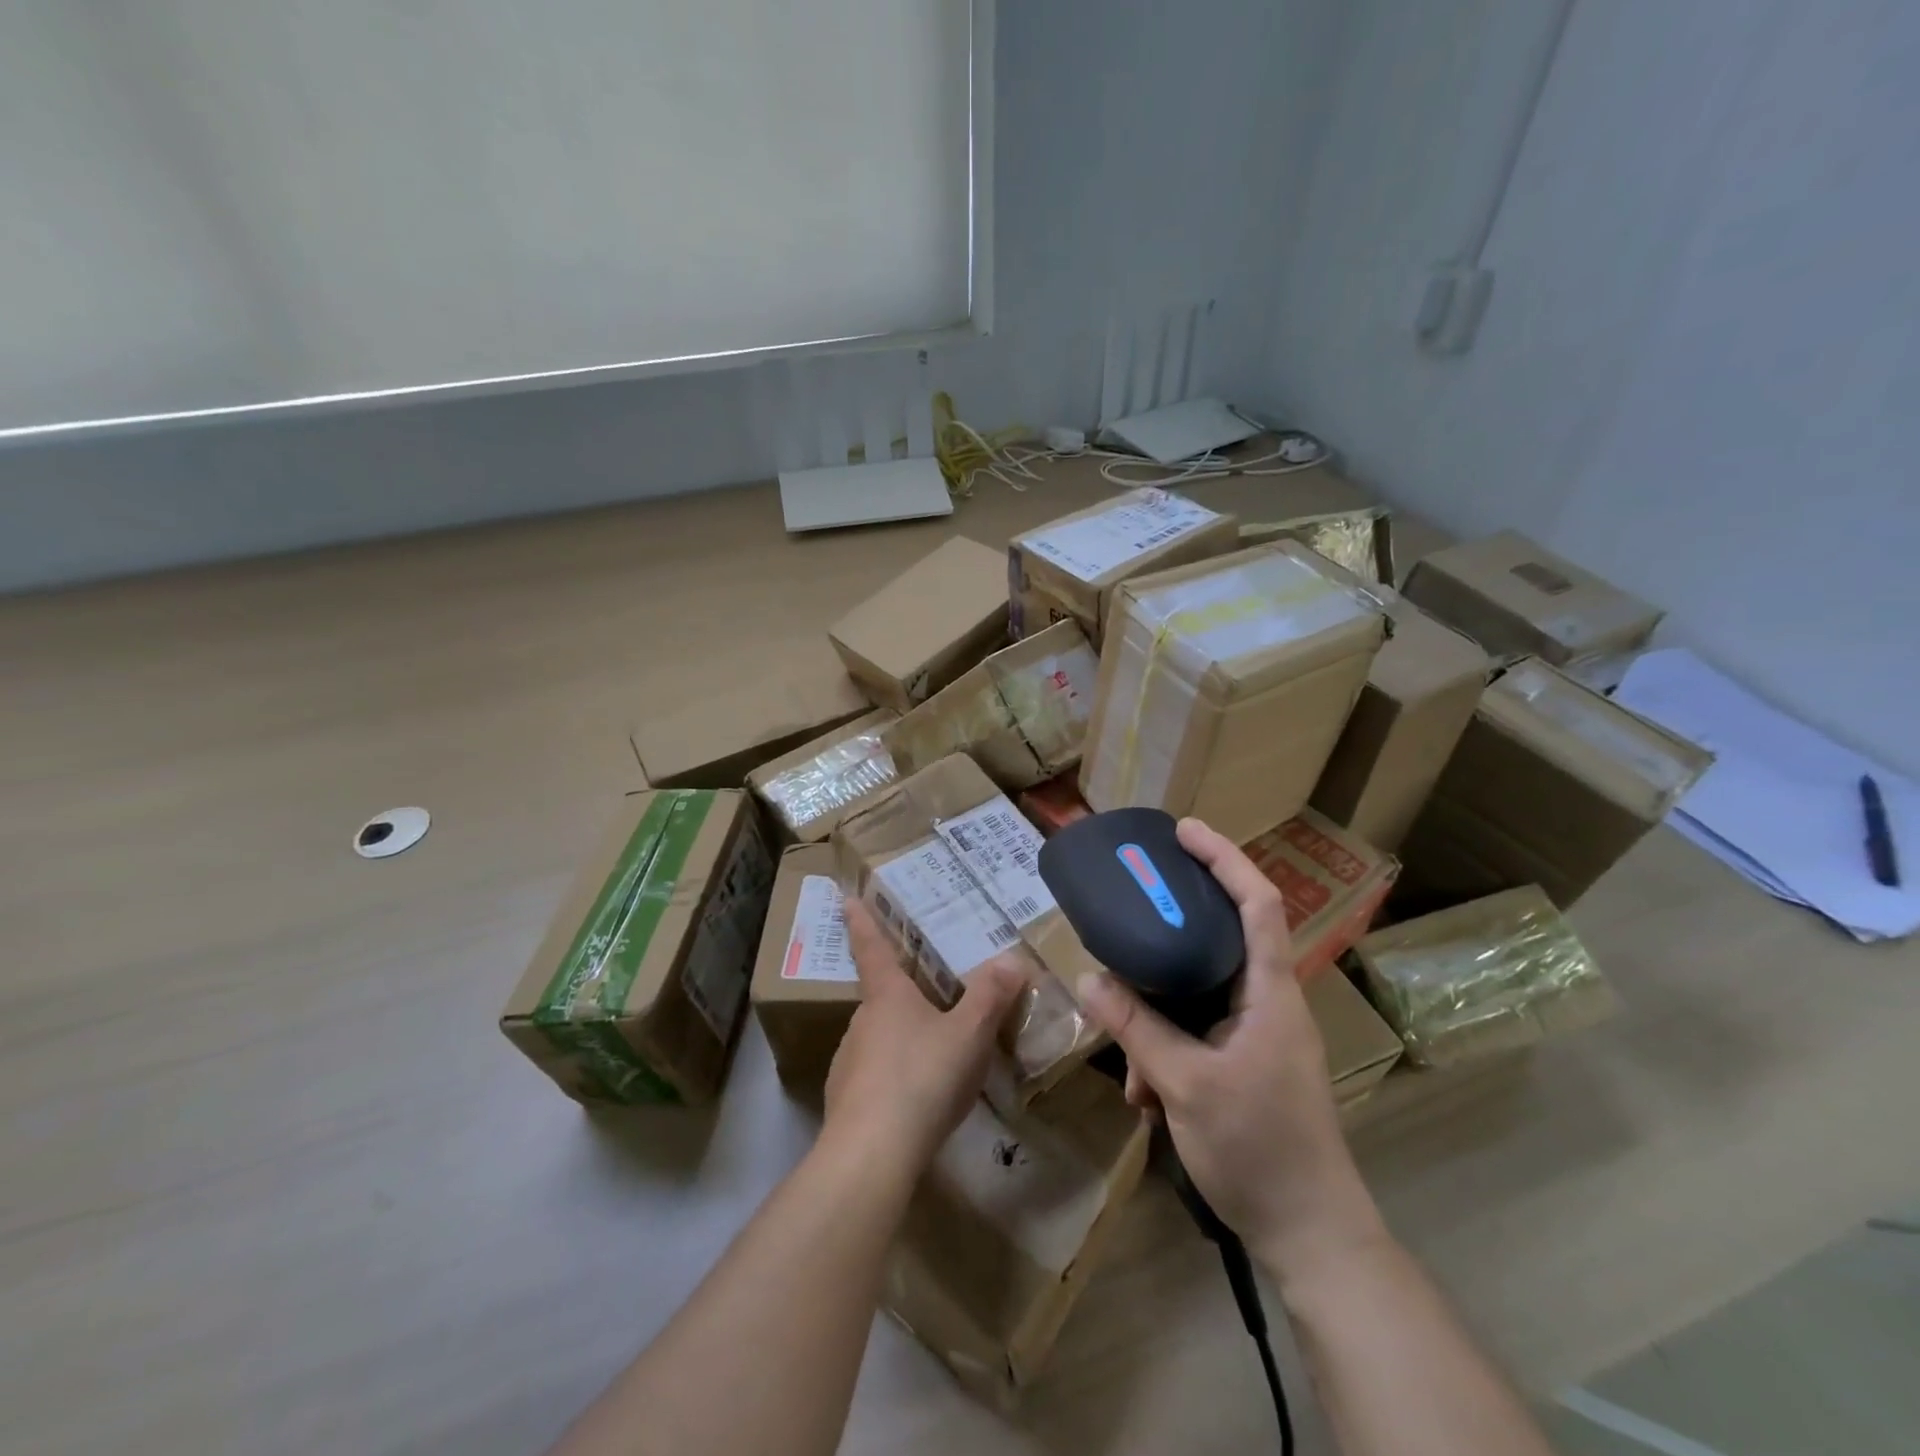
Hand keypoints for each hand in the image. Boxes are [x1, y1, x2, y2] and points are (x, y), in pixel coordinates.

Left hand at [823, 898, 1025, 1171]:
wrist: (872, 1155)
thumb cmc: (922, 1079)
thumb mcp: (968, 1035)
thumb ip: (991, 996)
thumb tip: (1013, 958)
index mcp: (887, 996)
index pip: (872, 948)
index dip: (862, 921)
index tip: (845, 897)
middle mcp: (861, 1022)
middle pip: (880, 998)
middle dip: (900, 995)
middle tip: (927, 996)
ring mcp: (848, 1063)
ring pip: (878, 1039)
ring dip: (900, 1040)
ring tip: (932, 1055)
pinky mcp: (846, 1102)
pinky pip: (874, 1078)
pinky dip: (893, 1079)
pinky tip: (916, 1101)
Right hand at [1075, 818, 1385, 1278]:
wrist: (1309, 1234)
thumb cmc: (1260, 1148)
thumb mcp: (1186, 1084)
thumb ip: (1136, 1028)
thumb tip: (1088, 979)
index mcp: (1270, 992)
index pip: (1258, 903)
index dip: (1224, 858)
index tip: (1183, 831)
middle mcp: (1266, 1002)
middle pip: (1219, 940)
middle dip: (1171, 932)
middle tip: (1129, 910)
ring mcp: (1256, 1035)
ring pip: (1197, 997)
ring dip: (1157, 1018)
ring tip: (1129, 1063)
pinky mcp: (1243, 1063)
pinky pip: (1195, 1034)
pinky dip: (1165, 1053)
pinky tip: (1145, 1095)